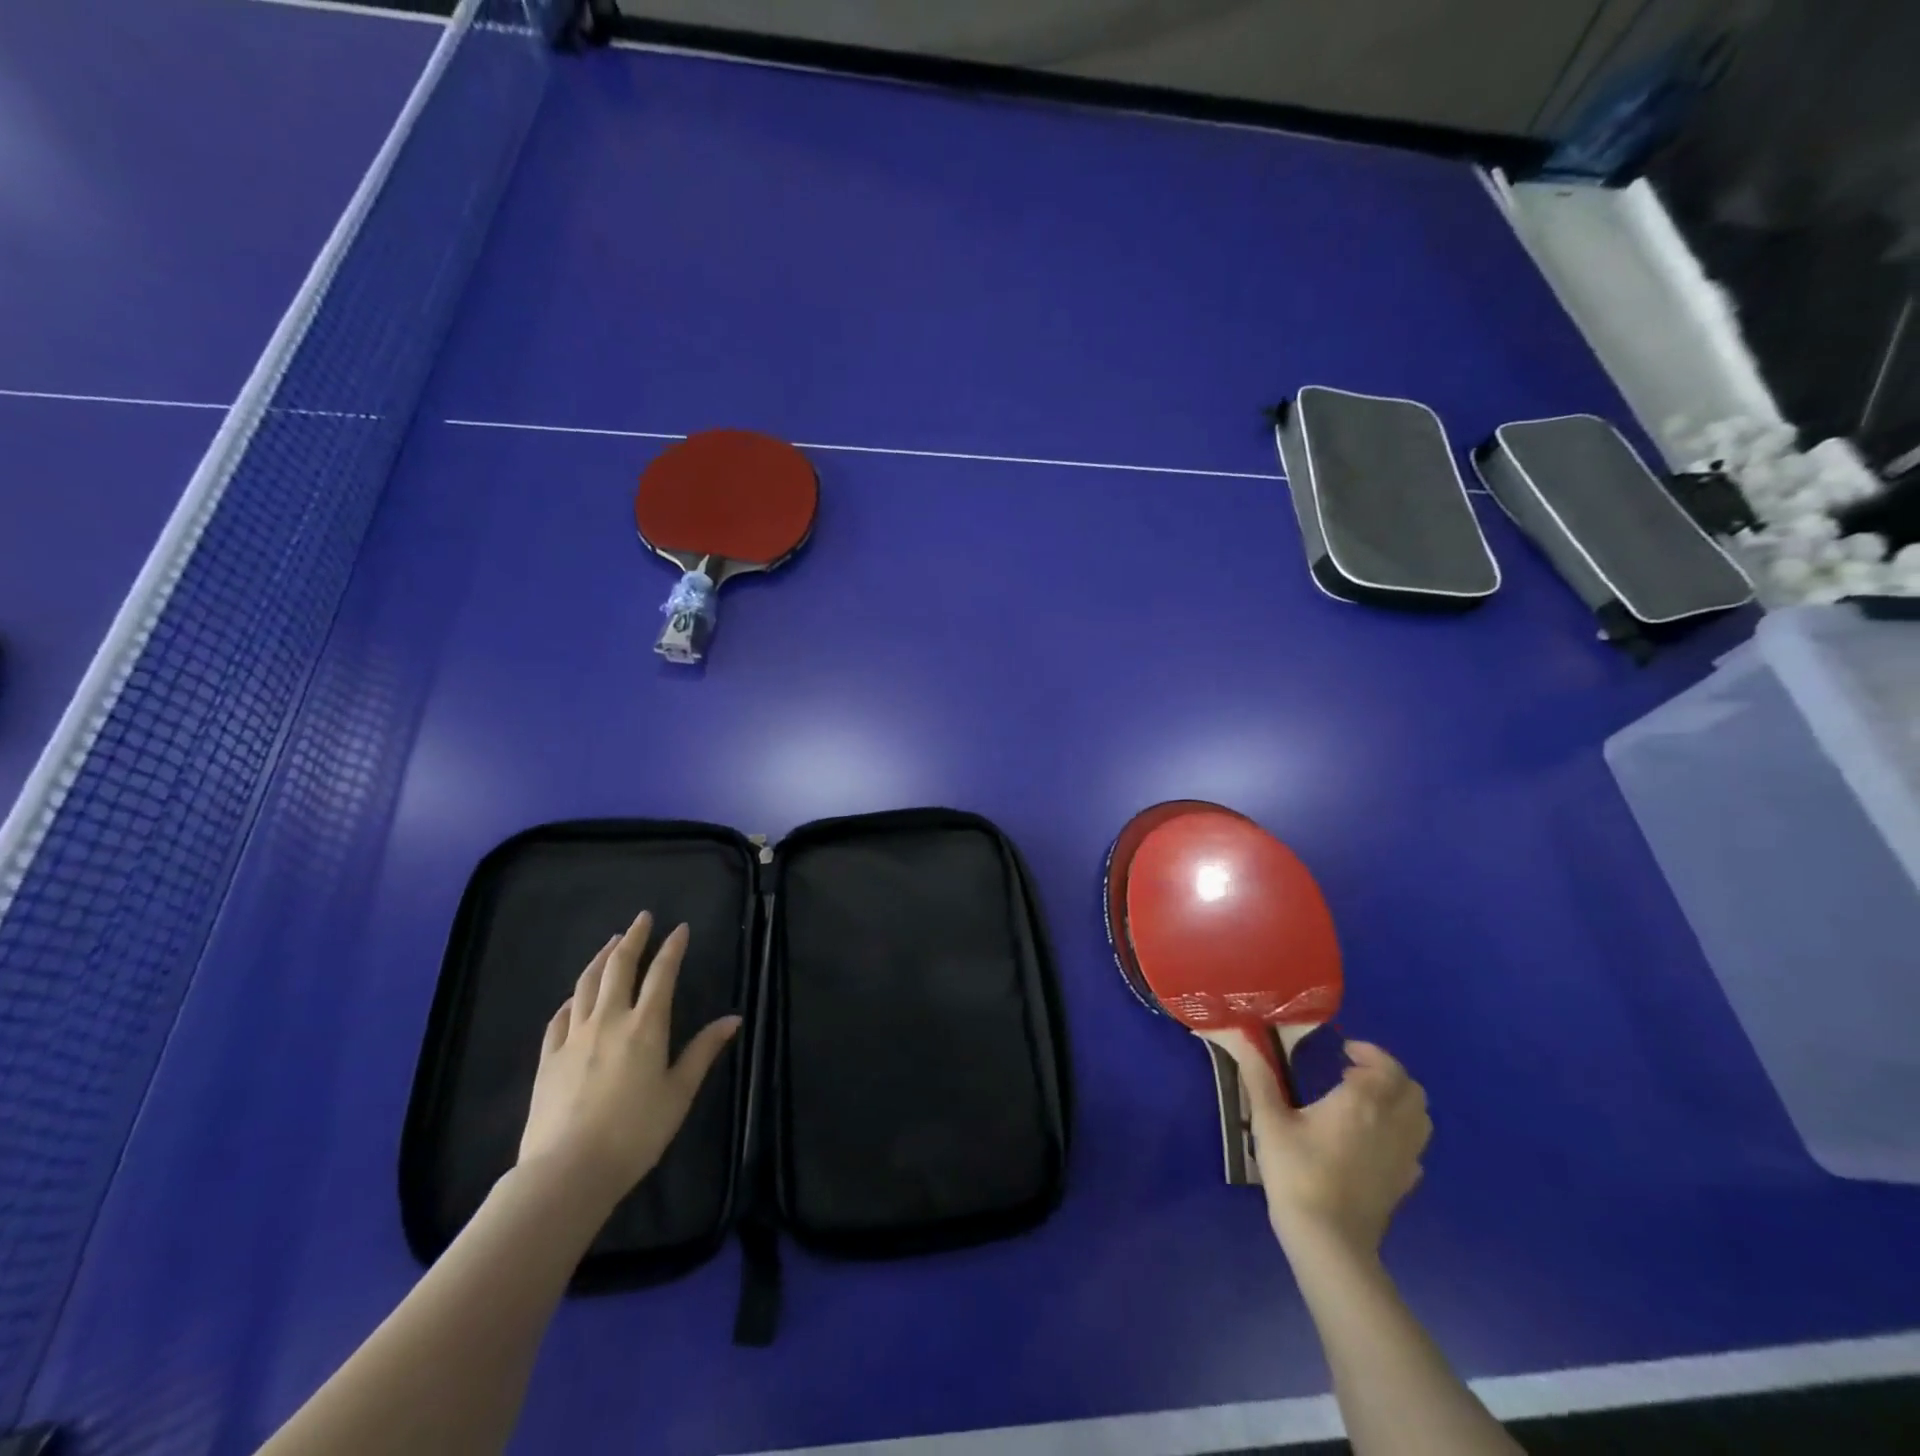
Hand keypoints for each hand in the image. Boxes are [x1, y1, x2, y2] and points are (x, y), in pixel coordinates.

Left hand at [517, 911, 740, 1213]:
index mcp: (646, 1025)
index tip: (680, 928)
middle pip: (619, 967)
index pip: (663, 974)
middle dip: (633, 938)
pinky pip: (560, 1016)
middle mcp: (609, 1019)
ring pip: (586, 984)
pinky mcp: (548, 1057)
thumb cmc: (635, 1133)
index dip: (672, 948)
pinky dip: (572, 998)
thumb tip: (732, 1019)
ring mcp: (574, 1036)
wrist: (567, 1171)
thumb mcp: (679, 1093)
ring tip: (611, 943)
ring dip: (601, 958)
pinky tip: (575, 996)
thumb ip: (703, 1051)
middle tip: (642, 919)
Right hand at [1207, 1032, 1430, 1264]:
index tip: (1344, 1050)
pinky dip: (1402, 1131)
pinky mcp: (1404, 1182)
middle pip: (1411, 1089)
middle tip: (1355, 1071)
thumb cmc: (1297, 1172)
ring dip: (1400, 1100)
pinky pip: (1415, 1146)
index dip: (1369, 1053)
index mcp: (1362, 1102)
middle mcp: (1391, 1124)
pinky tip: (1374, 1138)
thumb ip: (1259, 1077)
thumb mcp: (1269, 1121)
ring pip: (1420, 1116)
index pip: (1384, 1066)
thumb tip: (1242, 1039)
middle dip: (1387, 1072)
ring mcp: (1404, 1156)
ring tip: (1367, 1101)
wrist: (1328, 1240)